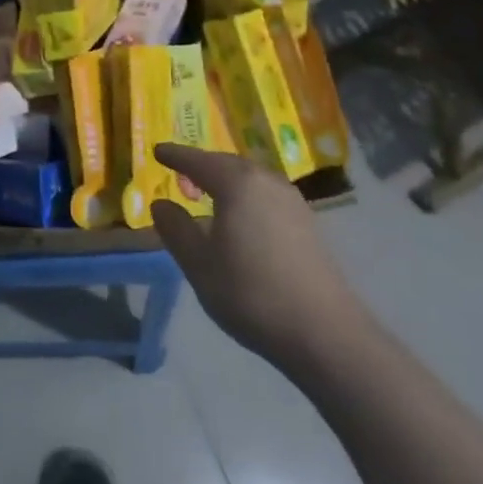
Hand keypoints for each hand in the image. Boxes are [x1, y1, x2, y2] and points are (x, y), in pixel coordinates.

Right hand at [150, 143, 361, 362]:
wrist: (325, 332)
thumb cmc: (251, 293)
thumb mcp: (199, 264)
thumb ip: (175, 229)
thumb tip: (161, 204)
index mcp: (237, 183)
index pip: (198, 160)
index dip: (175, 155)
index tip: (157, 151)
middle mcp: (266, 181)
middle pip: (226, 164)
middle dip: (202, 166)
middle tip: (180, 175)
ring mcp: (292, 200)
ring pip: (249, 179)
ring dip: (225, 181)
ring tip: (208, 195)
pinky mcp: (307, 223)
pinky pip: (265, 195)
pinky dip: (245, 196)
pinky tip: (240, 218)